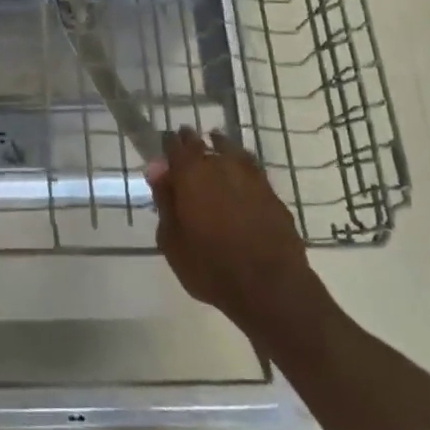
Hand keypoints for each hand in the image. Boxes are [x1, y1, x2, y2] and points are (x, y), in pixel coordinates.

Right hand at [149, 128, 323, 332]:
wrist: (270, 287)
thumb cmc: (210, 267)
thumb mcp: (172, 240)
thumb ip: (164, 201)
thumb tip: (157, 169)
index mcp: (190, 174)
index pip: (175, 147)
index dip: (169, 145)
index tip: (165, 149)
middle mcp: (220, 166)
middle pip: (203, 144)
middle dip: (192, 142)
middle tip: (186, 146)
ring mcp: (250, 177)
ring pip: (231, 151)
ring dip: (220, 148)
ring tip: (216, 148)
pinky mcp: (272, 193)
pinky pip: (251, 169)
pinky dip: (242, 167)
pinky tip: (240, 175)